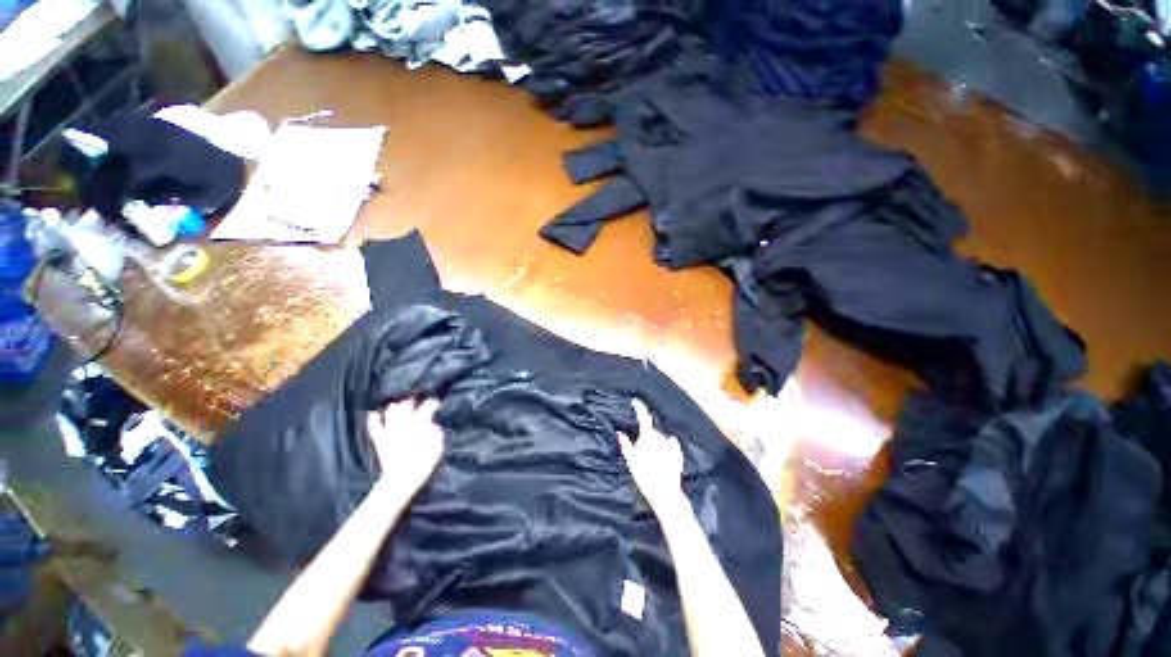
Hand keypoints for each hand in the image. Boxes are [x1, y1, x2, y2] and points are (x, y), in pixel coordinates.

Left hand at [367, 399, 443, 495]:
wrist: (401, 479)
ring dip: (395, 408)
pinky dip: (374, 419)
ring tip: (397, 404)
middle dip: (411, 403)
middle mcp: (404, 425)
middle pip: (407, 408)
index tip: (436, 402)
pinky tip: (374, 413)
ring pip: (391, 414)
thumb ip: (436, 433)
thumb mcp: (438, 448)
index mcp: (420, 424)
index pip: (427, 408)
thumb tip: (433, 425)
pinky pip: (375, 427)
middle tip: (414, 399)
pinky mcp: (380, 441)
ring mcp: (390, 432)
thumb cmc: (423, 464)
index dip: (432, 403)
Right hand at [618, 399, 685, 511]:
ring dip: (654, 444)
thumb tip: (619, 433)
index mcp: (649, 438)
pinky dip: (664, 447)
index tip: (634, 401)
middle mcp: (662, 438)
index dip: (639, 408)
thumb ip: (626, 446)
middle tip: (639, 454)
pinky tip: (662, 459)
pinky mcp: (678, 453)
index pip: (644, 418)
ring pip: (659, 439)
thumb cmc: (646, 479)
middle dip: (645, 438)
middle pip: (650, 432)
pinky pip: (669, 444)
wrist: (666, 495)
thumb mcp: (631, 463)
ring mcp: (671, 445)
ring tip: (651, 461)